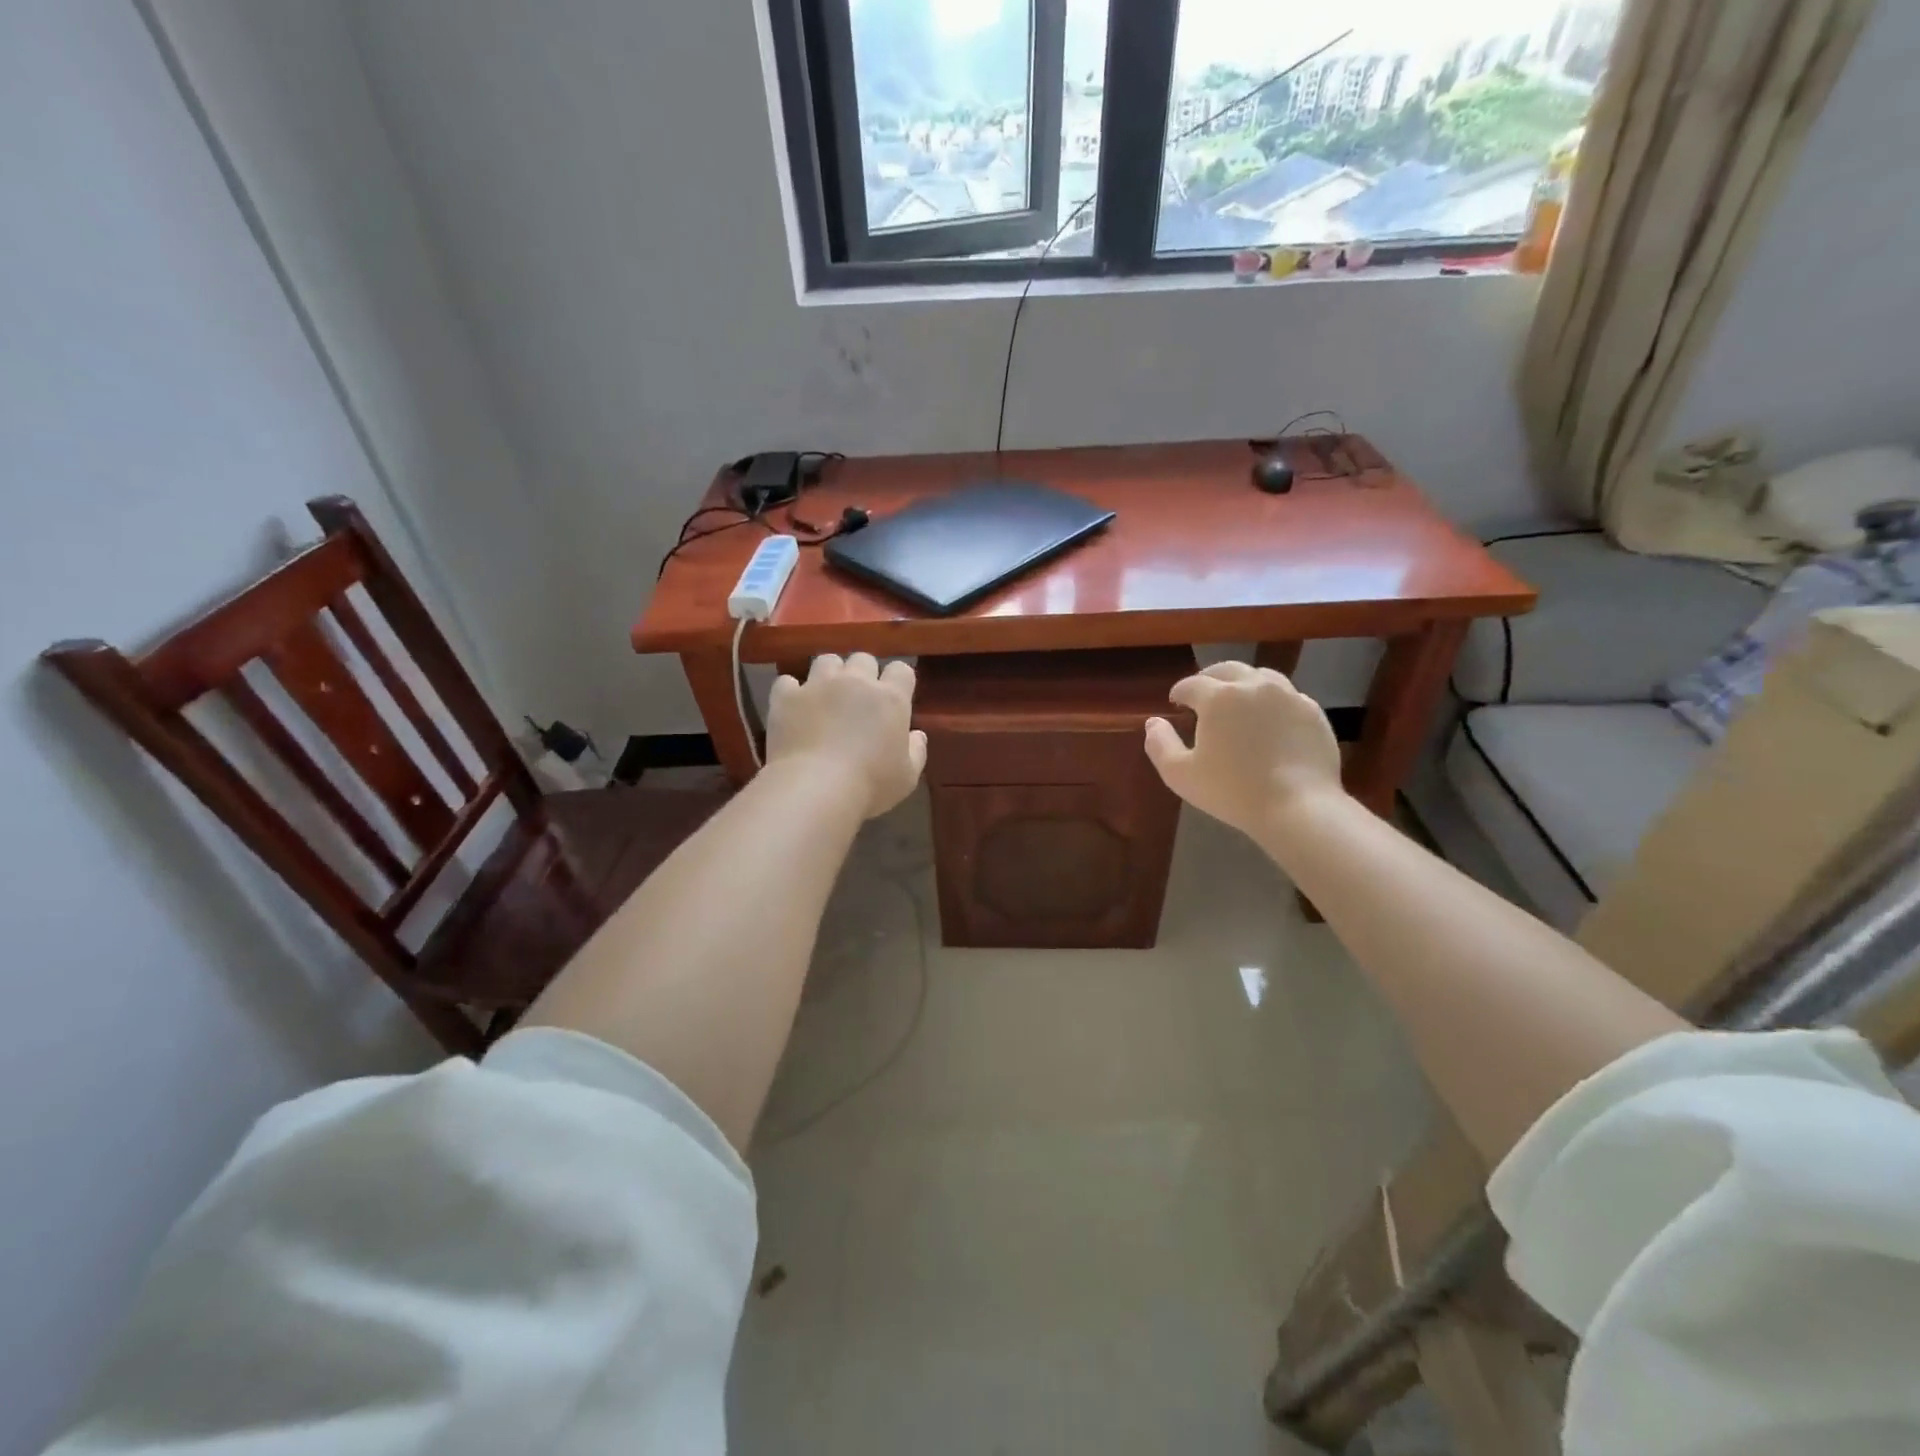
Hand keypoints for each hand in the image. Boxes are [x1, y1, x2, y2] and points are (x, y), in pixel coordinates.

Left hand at [765, 653, 926, 818]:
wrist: (815, 788)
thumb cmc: (870, 785)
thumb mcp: (907, 777)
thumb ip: (916, 751)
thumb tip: (917, 735)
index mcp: (891, 698)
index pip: (901, 670)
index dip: (898, 680)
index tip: (895, 698)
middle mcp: (856, 681)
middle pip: (863, 659)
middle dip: (863, 673)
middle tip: (859, 698)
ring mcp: (818, 685)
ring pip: (826, 660)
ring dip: (829, 674)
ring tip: (826, 696)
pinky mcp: (787, 696)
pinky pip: (788, 681)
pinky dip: (792, 691)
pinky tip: (794, 706)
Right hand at [1143, 661, 1343, 838]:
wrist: (1298, 806)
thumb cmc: (1232, 791)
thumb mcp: (1180, 774)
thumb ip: (1160, 744)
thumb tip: (1153, 722)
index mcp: (1218, 697)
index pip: (1191, 684)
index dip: (1179, 692)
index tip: (1175, 703)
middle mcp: (1254, 686)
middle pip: (1227, 670)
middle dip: (1210, 679)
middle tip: (1202, 695)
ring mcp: (1289, 696)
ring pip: (1261, 677)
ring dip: (1243, 684)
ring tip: (1237, 702)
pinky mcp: (1313, 712)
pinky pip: (1288, 696)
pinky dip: (1272, 701)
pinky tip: (1269, 721)